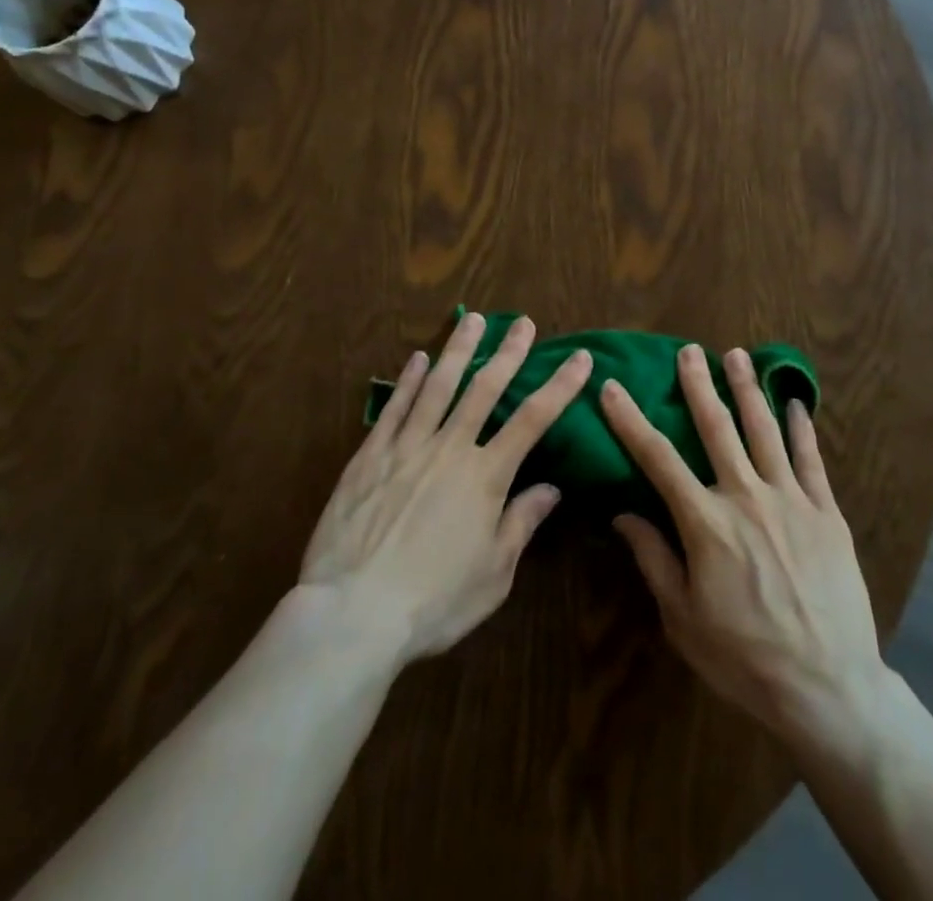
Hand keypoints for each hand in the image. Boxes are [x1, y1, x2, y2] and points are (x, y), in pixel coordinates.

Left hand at [294, 312, 591, 666]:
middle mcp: (450, 449)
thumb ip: (521, 523)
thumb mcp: (493, 574)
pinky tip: (416, 358)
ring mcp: (406, 447)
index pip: (533, 420)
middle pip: (485, 390)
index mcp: (486, 477)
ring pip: (437, 386)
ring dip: (459, 351)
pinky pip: (393, 409)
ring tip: (473, 319)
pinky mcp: (369, 457)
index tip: (580, 358)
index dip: (560, 386)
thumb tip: (552, 488)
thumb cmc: (433, 602)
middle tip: (523, 322)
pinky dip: (407, 381)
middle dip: (509, 353)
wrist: (353, 614)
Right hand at [601, 346, 888, 750]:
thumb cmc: (745, 658)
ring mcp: (791, 499)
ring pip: (765, 430)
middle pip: (717, 428)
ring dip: (747, 390)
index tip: (613, 387)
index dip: (631, 420)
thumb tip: (623, 514)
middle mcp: (746, 496)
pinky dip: (801, 427)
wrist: (827, 686)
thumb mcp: (682, 619)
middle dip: (698, 386)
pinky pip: (812, 459)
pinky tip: (795, 403)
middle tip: (687, 351)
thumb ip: (653, 559)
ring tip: (737, 355)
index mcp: (705, 522)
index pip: (658, 459)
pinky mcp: (827, 512)